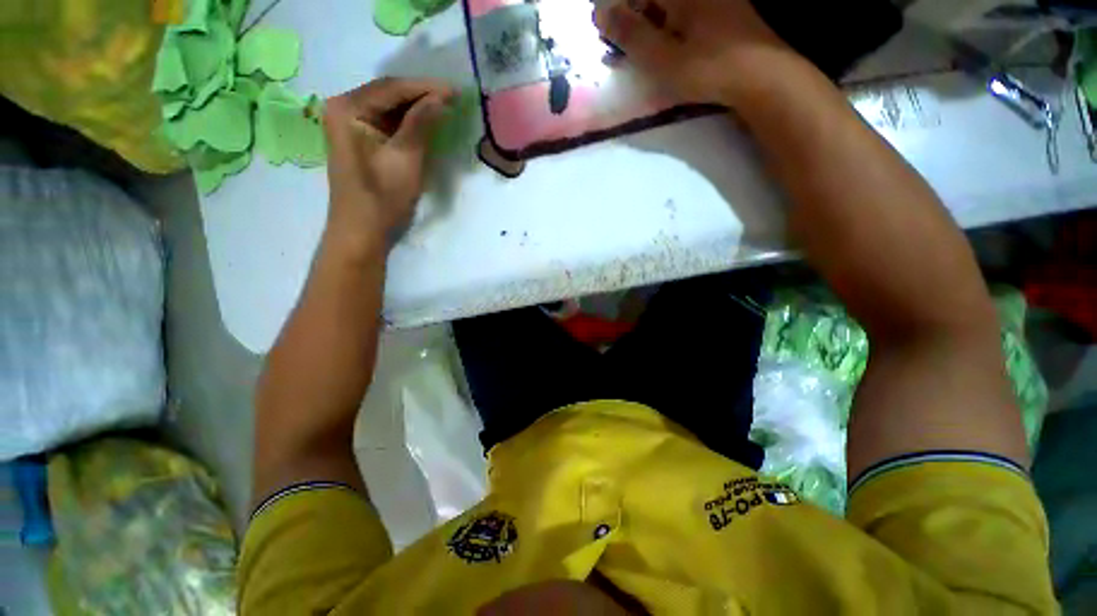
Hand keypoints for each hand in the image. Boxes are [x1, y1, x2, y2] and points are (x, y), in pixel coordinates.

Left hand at [323, 78, 454, 253]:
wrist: (361, 231)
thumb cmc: (382, 198)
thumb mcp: (406, 159)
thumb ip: (421, 124)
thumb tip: (440, 99)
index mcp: (348, 108)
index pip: (391, 88)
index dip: (425, 88)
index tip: (454, 91)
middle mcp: (343, 108)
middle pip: (387, 94)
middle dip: (420, 96)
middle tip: (452, 98)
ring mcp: (348, 124)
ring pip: (387, 107)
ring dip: (415, 108)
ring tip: (443, 108)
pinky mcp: (357, 139)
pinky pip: (385, 122)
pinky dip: (406, 122)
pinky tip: (425, 123)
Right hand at [594, 0, 794, 105]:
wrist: (762, 76)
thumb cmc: (708, 68)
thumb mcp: (662, 58)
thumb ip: (631, 35)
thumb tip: (599, 13)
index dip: (620, 10)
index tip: (608, 31)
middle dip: (635, 16)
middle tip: (625, 46)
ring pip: (671, 7)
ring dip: (652, 24)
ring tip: (646, 52)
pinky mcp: (726, 11)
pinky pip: (688, 13)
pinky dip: (671, 28)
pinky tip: (670, 48)